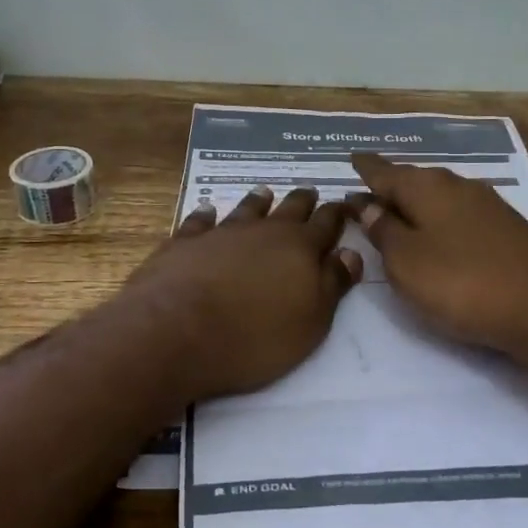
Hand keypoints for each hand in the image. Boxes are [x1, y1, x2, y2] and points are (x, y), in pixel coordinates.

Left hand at [118, 185, 363, 402]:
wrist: (176, 332)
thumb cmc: (254, 336)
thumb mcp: (310, 321)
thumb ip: (332, 285)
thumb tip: (351, 253)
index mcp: (300, 248)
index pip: (326, 224)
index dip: (337, 214)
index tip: (345, 205)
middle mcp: (263, 231)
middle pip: (289, 209)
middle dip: (303, 201)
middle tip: (310, 191)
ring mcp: (221, 233)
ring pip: (246, 209)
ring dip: (258, 201)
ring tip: (265, 191)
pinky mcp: (184, 243)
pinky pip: (199, 221)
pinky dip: (206, 214)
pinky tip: (207, 211)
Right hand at [348, 153, 527, 354]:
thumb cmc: (463, 283)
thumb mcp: (406, 262)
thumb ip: (383, 232)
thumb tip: (369, 205)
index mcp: (427, 188)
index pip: (385, 172)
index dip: (366, 168)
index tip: (351, 159)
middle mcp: (458, 186)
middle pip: (414, 181)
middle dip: (390, 186)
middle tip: (368, 193)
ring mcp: (488, 207)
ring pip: (439, 198)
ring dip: (416, 205)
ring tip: (397, 214)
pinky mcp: (508, 230)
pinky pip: (458, 216)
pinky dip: (439, 221)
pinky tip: (438, 235)